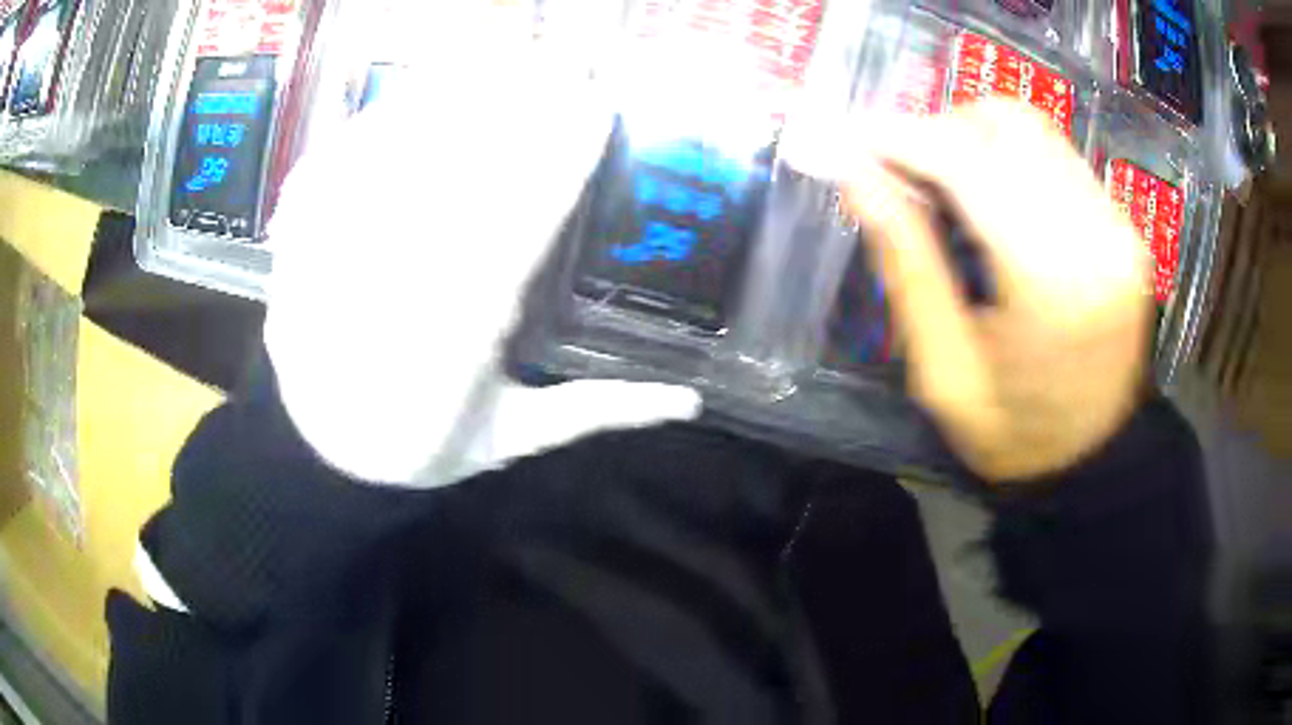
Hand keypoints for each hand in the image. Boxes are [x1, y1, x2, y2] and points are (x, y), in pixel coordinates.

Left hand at [264, 5, 698, 486]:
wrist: (323, 454)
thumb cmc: (421, 446)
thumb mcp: (513, 437)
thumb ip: (598, 410)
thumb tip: (692, 400)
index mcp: (460, 339)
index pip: (525, 228)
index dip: (565, 160)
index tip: (602, 107)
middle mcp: (399, 287)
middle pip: (461, 172)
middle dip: (520, 103)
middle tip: (568, 56)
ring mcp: (342, 255)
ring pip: (400, 154)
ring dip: (459, 93)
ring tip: (509, 50)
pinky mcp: (303, 241)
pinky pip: (339, 163)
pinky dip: (382, 118)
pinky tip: (421, 87)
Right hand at [844, 100, 1151, 481]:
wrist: (1093, 460)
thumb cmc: (1015, 435)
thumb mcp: (943, 371)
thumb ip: (906, 264)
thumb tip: (856, 178)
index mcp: (1051, 285)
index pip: (970, 164)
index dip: (903, 136)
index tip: (853, 138)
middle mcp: (1097, 237)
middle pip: (1006, 125)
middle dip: (940, 129)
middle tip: (902, 169)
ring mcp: (1119, 227)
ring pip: (1034, 129)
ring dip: (975, 137)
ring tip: (944, 180)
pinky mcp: (1125, 227)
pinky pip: (1058, 156)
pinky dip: (1011, 157)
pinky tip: (991, 196)